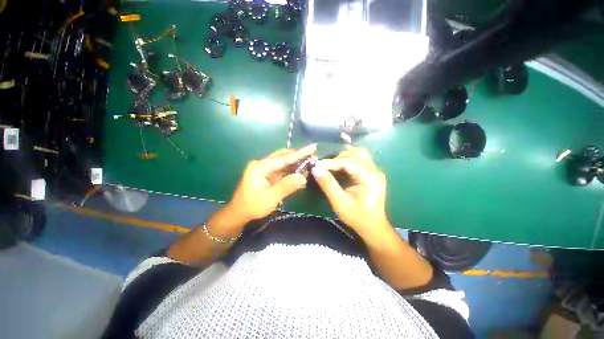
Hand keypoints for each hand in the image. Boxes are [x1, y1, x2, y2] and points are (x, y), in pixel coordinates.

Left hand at [229, 144, 316, 220]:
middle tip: (313, 156)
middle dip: (298, 156)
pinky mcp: (267, 175)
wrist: (239, 214)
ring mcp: (264, 169)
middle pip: (283, 157)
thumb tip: (303, 177)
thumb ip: (286, 186)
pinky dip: (291, 171)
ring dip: (296, 164)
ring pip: (283, 163)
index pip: (283, 158)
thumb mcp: (270, 198)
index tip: (312, 147)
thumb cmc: (252, 206)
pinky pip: (281, 170)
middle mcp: (262, 164)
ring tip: (310, 163)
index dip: (299, 153)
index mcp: (260, 167)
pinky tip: (301, 172)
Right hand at [311, 147, 389, 239]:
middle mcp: (375, 171)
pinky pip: (359, 161)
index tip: (317, 165)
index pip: (349, 162)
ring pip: (357, 155)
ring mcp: (375, 171)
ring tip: (330, 166)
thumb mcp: (340, 203)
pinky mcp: (372, 174)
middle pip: (355, 154)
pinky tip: (339, 169)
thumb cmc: (357, 217)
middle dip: (337, 158)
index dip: (331, 162)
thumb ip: (328, 185)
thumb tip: (315, 170)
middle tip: (323, 167)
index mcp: (370, 178)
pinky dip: (347, 161)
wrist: (373, 227)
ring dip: (342, 158)